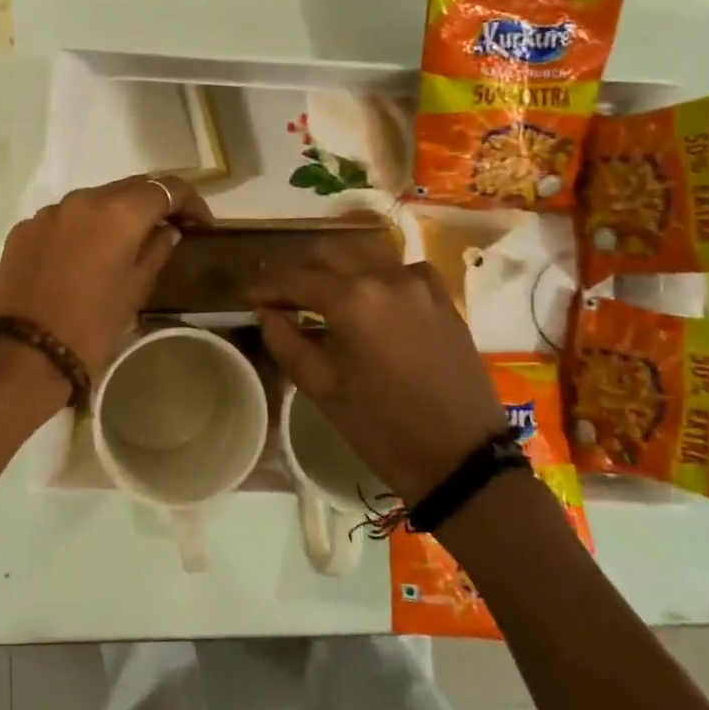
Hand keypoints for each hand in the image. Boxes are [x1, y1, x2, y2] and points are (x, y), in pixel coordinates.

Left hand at [0, 175, 211, 380]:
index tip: (201, 224)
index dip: (190, 201)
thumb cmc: (91, 327)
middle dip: (152, 204)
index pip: (166, 187)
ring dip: (114, 215)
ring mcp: (48, 212)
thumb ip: (156, 251)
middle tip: (170, 228)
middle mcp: (83, 199)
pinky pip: (62, 219)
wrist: (23, 354)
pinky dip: (81, 230)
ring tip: (124, 244)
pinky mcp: (24, 229)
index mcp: (119, 212)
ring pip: (93, 202)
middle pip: (128, 188)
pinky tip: (82, 258)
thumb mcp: (135, 291)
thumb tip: (168, 230)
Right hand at [250, 255, 504, 505]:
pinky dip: (377, 273)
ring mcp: (419, 284)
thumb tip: (267, 312)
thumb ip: (286, 341)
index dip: (266, 285)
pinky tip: (370, 296)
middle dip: (298, 268)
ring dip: (336, 263)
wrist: (461, 457)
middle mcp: (385, 277)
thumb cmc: (382, 427)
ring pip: (366, 252)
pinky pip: (401, 268)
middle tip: (279, 293)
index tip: (247, 296)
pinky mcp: (443, 298)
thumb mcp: (322, 388)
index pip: (295, 278)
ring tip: (320, 289)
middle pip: (329, 252)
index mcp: (351, 300)